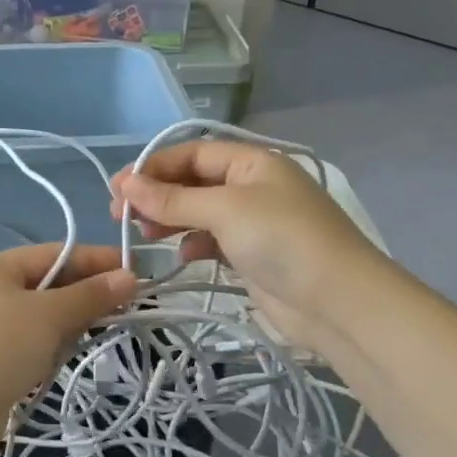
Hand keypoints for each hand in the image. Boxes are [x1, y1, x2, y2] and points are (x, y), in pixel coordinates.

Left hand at [0, 243, 137, 447]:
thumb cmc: (1, 347)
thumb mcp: (50, 315)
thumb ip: (90, 295)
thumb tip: (130, 277)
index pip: (55, 253)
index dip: (97, 260)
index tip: (136, 270)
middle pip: (48, 283)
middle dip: (84, 294)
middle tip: (125, 305)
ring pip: (40, 314)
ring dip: (68, 322)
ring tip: (95, 331)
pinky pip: (29, 339)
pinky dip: (49, 343)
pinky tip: (63, 356)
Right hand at [110, 141, 380, 350]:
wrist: (338, 302)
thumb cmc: (282, 240)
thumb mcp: (224, 210)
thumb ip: (172, 198)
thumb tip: (125, 184)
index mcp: (252, 163)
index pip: (191, 153)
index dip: (153, 168)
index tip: (118, 189)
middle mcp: (252, 186)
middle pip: (192, 182)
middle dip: (156, 195)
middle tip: (121, 216)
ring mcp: (253, 222)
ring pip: (198, 212)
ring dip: (169, 220)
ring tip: (145, 236)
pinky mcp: (252, 255)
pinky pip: (211, 240)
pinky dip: (192, 245)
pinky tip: (182, 257)